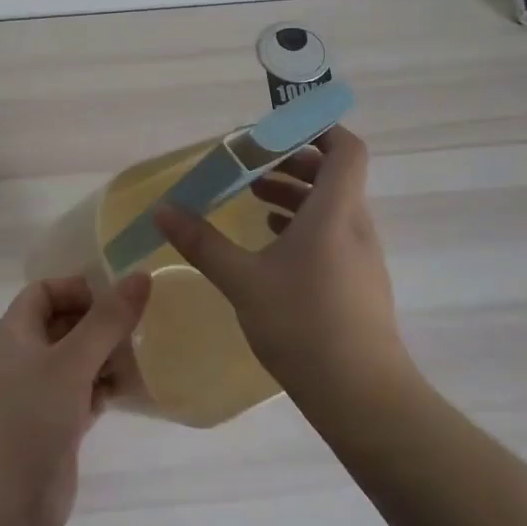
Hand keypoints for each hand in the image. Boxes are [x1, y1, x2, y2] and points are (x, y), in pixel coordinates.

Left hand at [0, 273, 150, 525]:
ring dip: (111, 355)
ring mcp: (40, 397)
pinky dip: (109, 389)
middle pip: (66, 324)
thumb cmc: (24, 422)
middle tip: (148, 321)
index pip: (45, 291)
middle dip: (103, 321)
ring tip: (152, 352)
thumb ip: (107, 320)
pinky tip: (140, 388)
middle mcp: (25, 359)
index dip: (79, 288)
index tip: (120, 296)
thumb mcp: (69, 363)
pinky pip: (87, 396)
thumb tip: (141, 275)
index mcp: (15, 333)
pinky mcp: (57, 431)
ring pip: (80, 361)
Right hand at [154, 125, 403, 395]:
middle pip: (334, 175)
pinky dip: (304, 226)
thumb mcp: (243, 280)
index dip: (319, 129)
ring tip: (254, 199)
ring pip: (332, 207)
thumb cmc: (303, 325)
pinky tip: (272, 244)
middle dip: (294, 162)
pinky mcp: (360, 283)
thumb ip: (203, 242)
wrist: (362, 396)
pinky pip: (333, 234)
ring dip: (296, 195)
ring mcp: (362, 256)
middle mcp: (355, 225)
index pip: (346, 149)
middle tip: (253, 165)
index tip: (280, 128)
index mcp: (335, 212)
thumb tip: (164, 210)